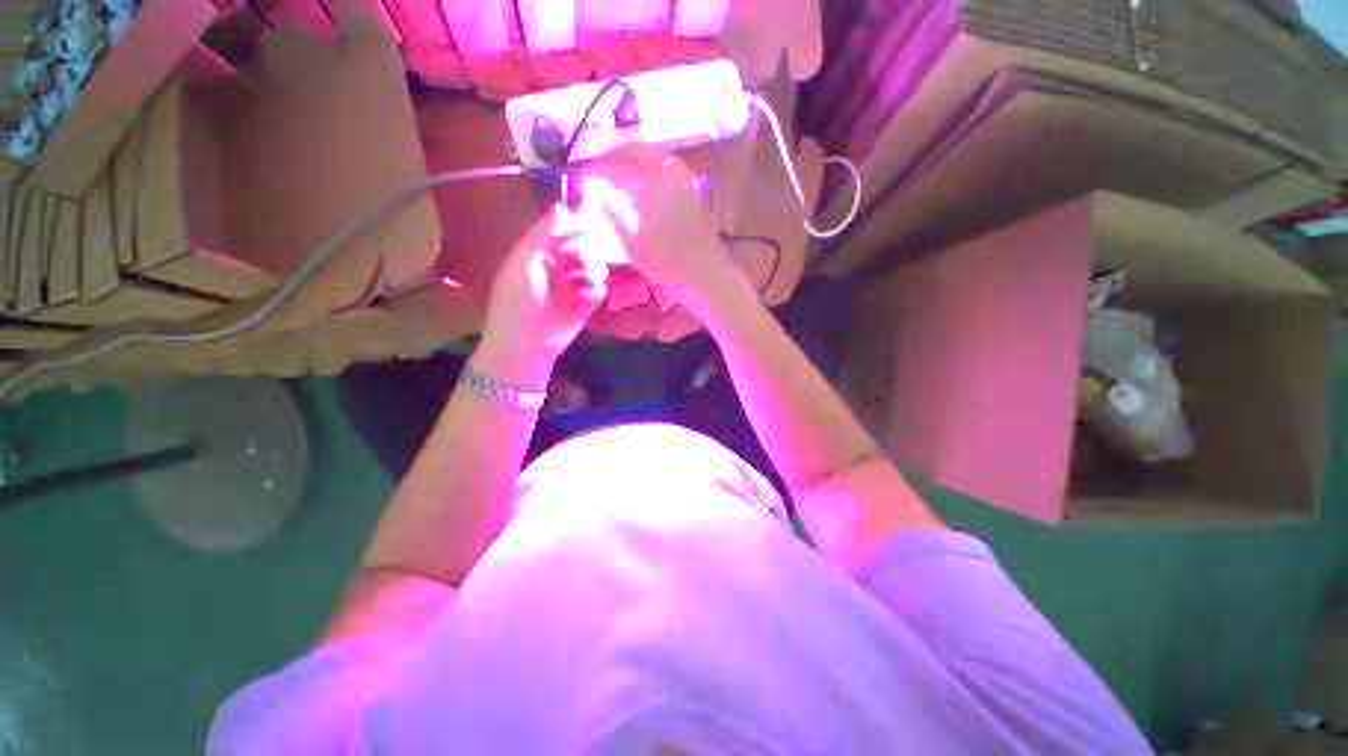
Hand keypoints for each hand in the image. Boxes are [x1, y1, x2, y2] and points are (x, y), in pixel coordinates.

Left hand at [478, 207, 609, 384]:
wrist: (526, 343)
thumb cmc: (517, 300)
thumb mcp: (524, 262)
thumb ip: (542, 234)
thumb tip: (561, 207)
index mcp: (537, 255)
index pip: (560, 234)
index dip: (575, 228)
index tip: (590, 226)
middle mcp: (556, 269)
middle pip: (580, 249)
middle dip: (586, 250)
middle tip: (585, 259)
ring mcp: (571, 288)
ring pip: (593, 268)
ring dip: (593, 269)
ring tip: (588, 277)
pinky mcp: (584, 306)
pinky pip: (598, 289)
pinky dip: (596, 288)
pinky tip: (588, 294)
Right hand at [578, 147, 737, 307]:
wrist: (705, 274)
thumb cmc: (667, 265)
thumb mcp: (633, 244)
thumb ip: (612, 211)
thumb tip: (592, 190)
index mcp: (651, 186)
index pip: (614, 169)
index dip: (594, 173)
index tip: (582, 181)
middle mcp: (668, 173)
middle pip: (633, 152)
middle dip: (611, 159)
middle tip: (596, 173)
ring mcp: (684, 177)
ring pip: (650, 154)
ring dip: (629, 159)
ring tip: (615, 176)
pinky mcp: (692, 185)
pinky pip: (665, 164)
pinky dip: (647, 165)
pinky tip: (639, 182)